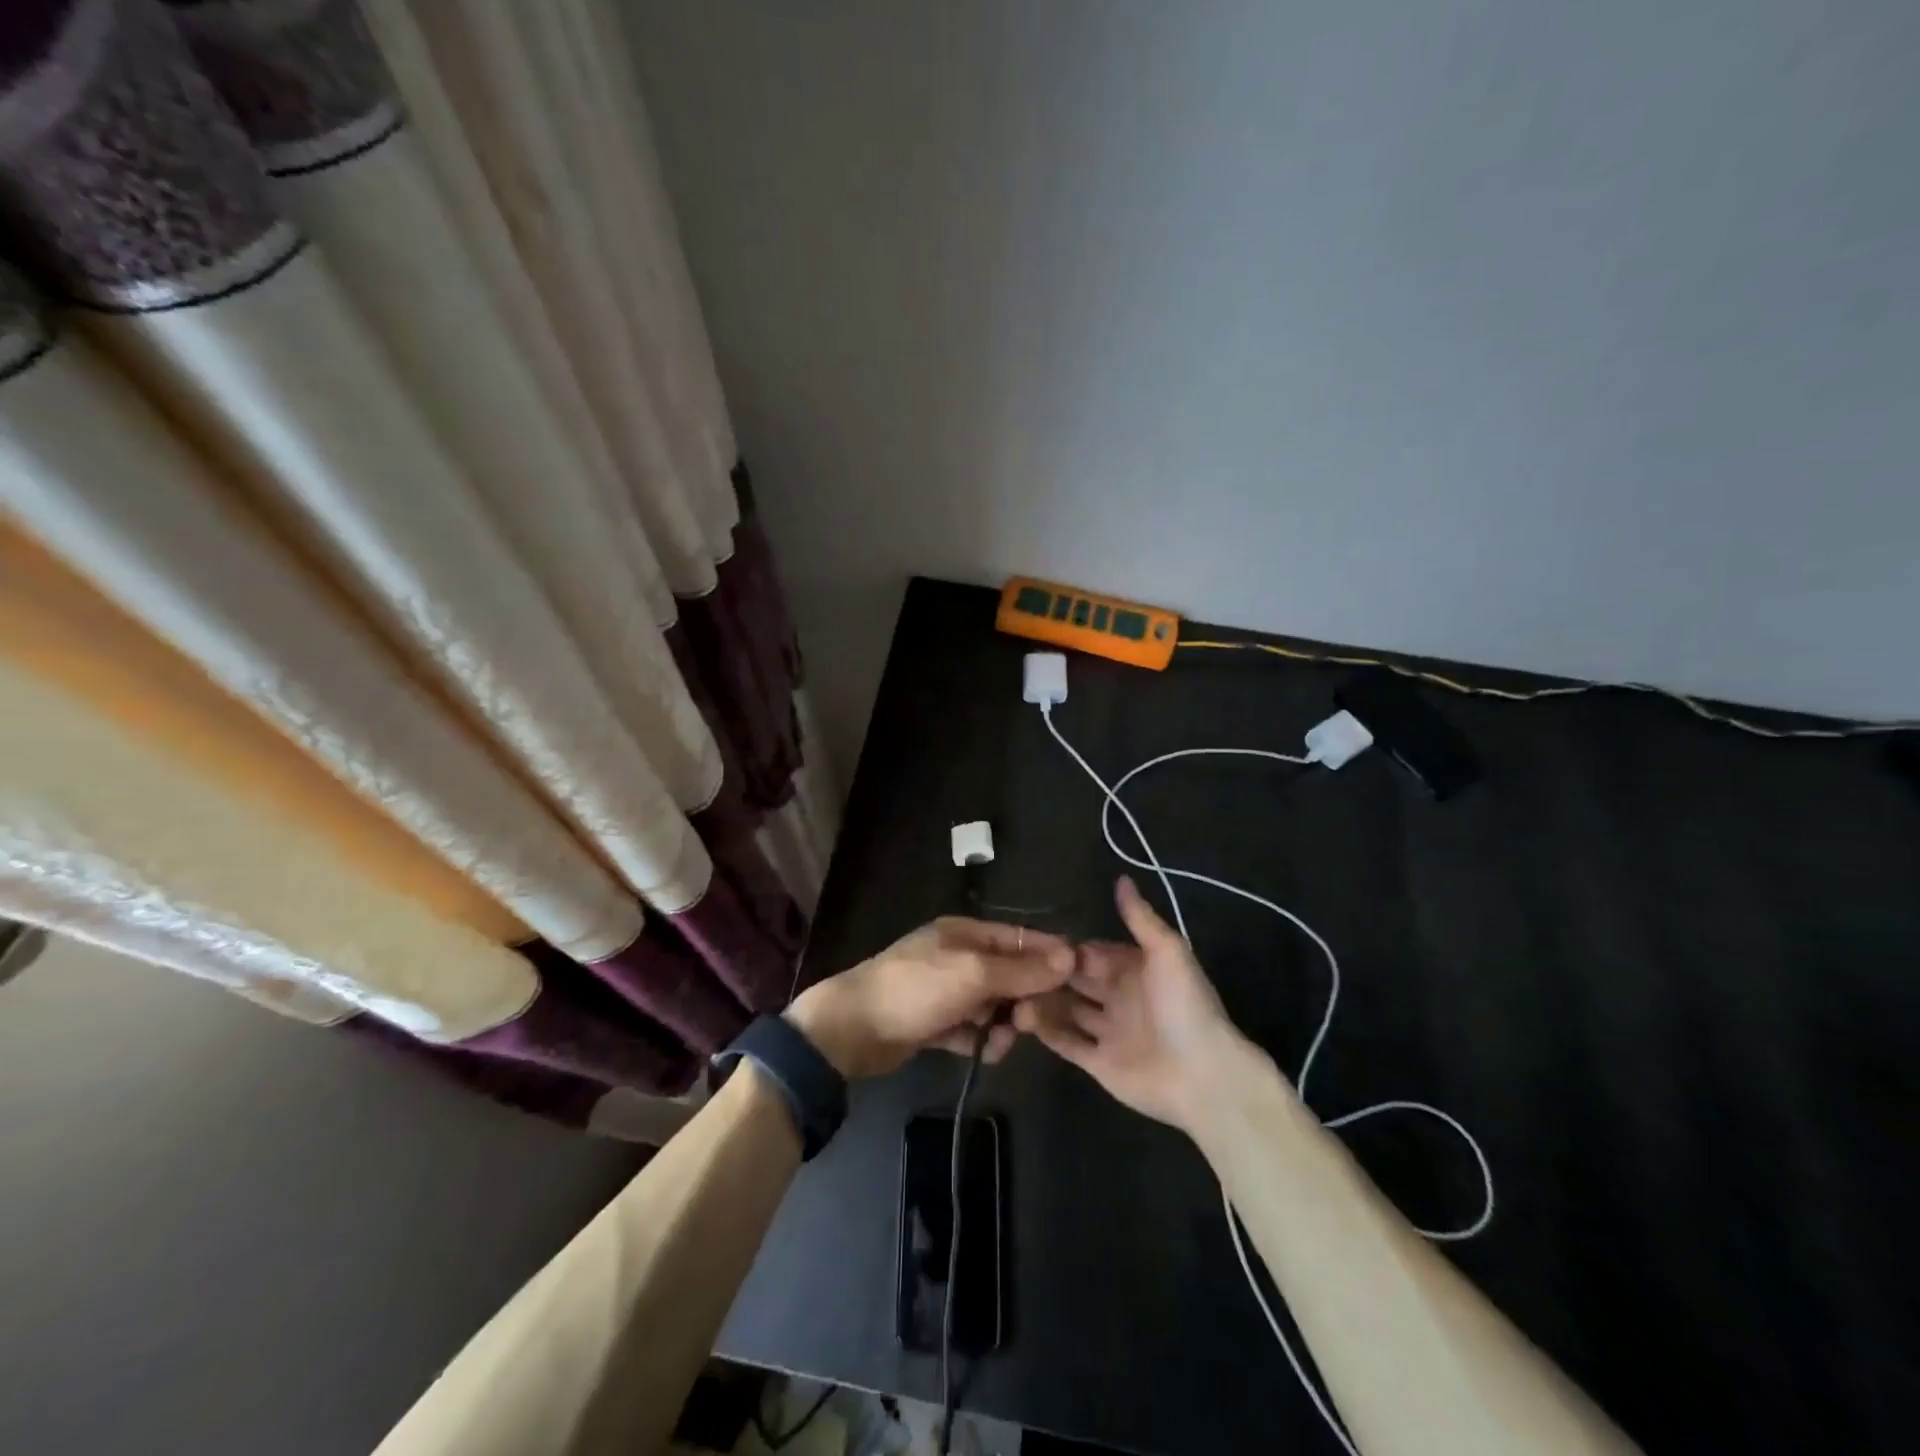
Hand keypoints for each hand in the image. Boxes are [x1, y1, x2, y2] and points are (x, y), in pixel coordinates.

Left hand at [786, 917, 1075, 1078]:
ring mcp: (945, 990)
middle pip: (1010, 974)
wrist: (852, 1029)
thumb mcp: (973, 974)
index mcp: (966, 933)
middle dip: (1024, 999)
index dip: (1049, 957)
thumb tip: (1071, 955)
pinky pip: (971, 1028)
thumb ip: (1022, 969)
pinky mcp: (934, 1021)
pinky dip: (979, 1040)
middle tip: (1028, 1023)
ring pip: (993, 1006)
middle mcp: (958, 956)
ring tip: (998, 1042)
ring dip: (1002, 1025)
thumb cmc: (916, 989)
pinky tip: (980, 1053)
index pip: (1021, 938)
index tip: (1078, 982)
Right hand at [1015, 876, 1248, 1133]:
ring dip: (1044, 1000)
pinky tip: (1021, 1018)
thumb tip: (1121, 878)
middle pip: (1076, 980)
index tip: (1034, 941)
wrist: (1202, 1075)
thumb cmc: (1184, 1006)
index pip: (1091, 953)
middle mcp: (1118, 997)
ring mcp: (1107, 1031)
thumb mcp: (1167, 951)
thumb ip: (1140, 918)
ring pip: (1067, 1010)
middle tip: (1013, 966)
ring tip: (1011, 991)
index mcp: (1134, 969)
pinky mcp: (1098, 1062)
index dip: (1066, 948)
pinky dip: (1046, 1031)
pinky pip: (1067, 1043)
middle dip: (1050, 973)